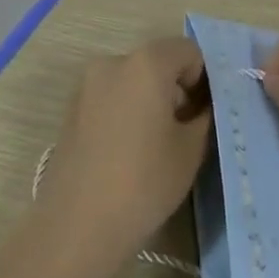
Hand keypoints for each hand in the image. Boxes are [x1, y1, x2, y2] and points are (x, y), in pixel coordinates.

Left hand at [38, 37, 212, 259]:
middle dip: (177, 87)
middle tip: (186, 128)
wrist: (77, 226)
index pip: (189, 51)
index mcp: (146, 63)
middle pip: (158, 62)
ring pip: (133, 80)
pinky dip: (127, 111)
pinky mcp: (71, 111)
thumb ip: (204, 115)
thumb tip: (203, 106)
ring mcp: (87, 86)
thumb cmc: (144, 182)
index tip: (206, 113)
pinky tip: (130, 150)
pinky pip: (111, 98)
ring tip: (157, 143)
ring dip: (151, 99)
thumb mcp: (191, 148)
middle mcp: (113, 62)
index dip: (204, 78)